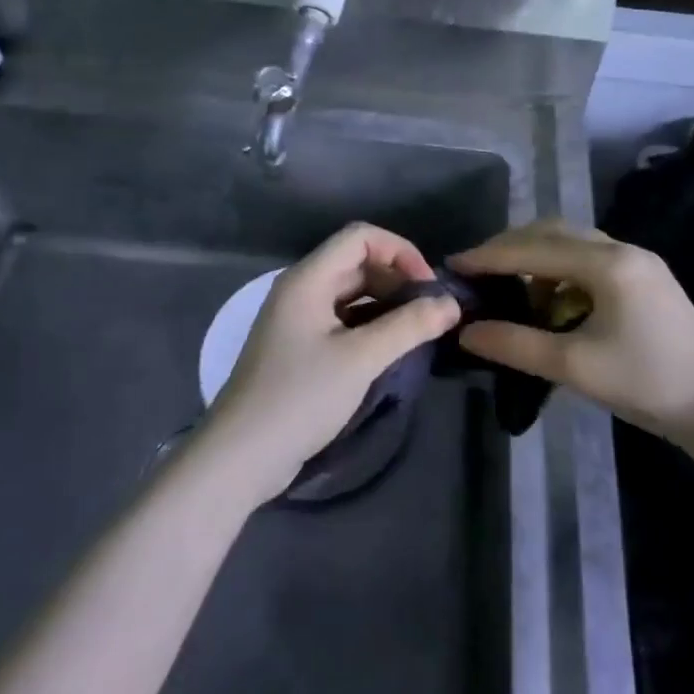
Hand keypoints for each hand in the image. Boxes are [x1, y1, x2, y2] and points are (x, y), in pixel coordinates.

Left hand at [201, 223, 460, 503]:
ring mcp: (298, 320)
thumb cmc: (299, 397)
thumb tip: (452, 304)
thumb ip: (409, 326)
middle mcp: (301, 290)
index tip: (428, 288)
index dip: (400, 252)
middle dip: (398, 280)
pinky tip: (392, 349)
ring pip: (352, 294)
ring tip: (419, 331)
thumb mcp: (360, 359)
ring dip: (387, 305)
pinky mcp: (300, 348)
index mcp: (308, 279)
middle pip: (357, 263)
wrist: (241, 456)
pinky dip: (371, 326)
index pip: (361, 237)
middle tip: (430, 313)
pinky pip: (343, 321)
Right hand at [450, 219, 693, 446]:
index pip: (534, 248)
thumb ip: (515, 345)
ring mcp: (639, 263)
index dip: (490, 255)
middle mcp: (623, 250)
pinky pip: (590, 260)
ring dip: (536, 258)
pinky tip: (549, 299)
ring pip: (573, 244)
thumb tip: (465, 331)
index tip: (453, 265)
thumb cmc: (648, 383)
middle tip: (476, 271)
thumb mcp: (574, 367)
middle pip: (553, 232)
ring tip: (507, 286)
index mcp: (608, 263)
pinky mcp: (646, 280)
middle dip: (510, 248)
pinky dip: (560, 271)